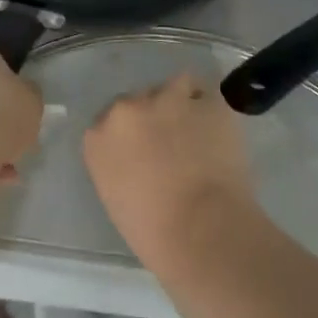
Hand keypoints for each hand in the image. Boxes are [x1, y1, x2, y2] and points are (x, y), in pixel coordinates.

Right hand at [83, 72, 262, 262]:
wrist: (200, 228)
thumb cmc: (152, 231)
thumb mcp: (116, 197)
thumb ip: (121, 165)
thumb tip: (141, 159)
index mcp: (98, 138)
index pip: (109, 121)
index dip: (131, 133)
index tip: (144, 149)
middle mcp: (127, 110)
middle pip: (139, 99)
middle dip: (154, 115)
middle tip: (173, 142)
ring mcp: (167, 100)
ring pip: (175, 86)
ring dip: (183, 102)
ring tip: (198, 129)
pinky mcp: (207, 102)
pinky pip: (208, 96)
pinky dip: (213, 111)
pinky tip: (219, 132)